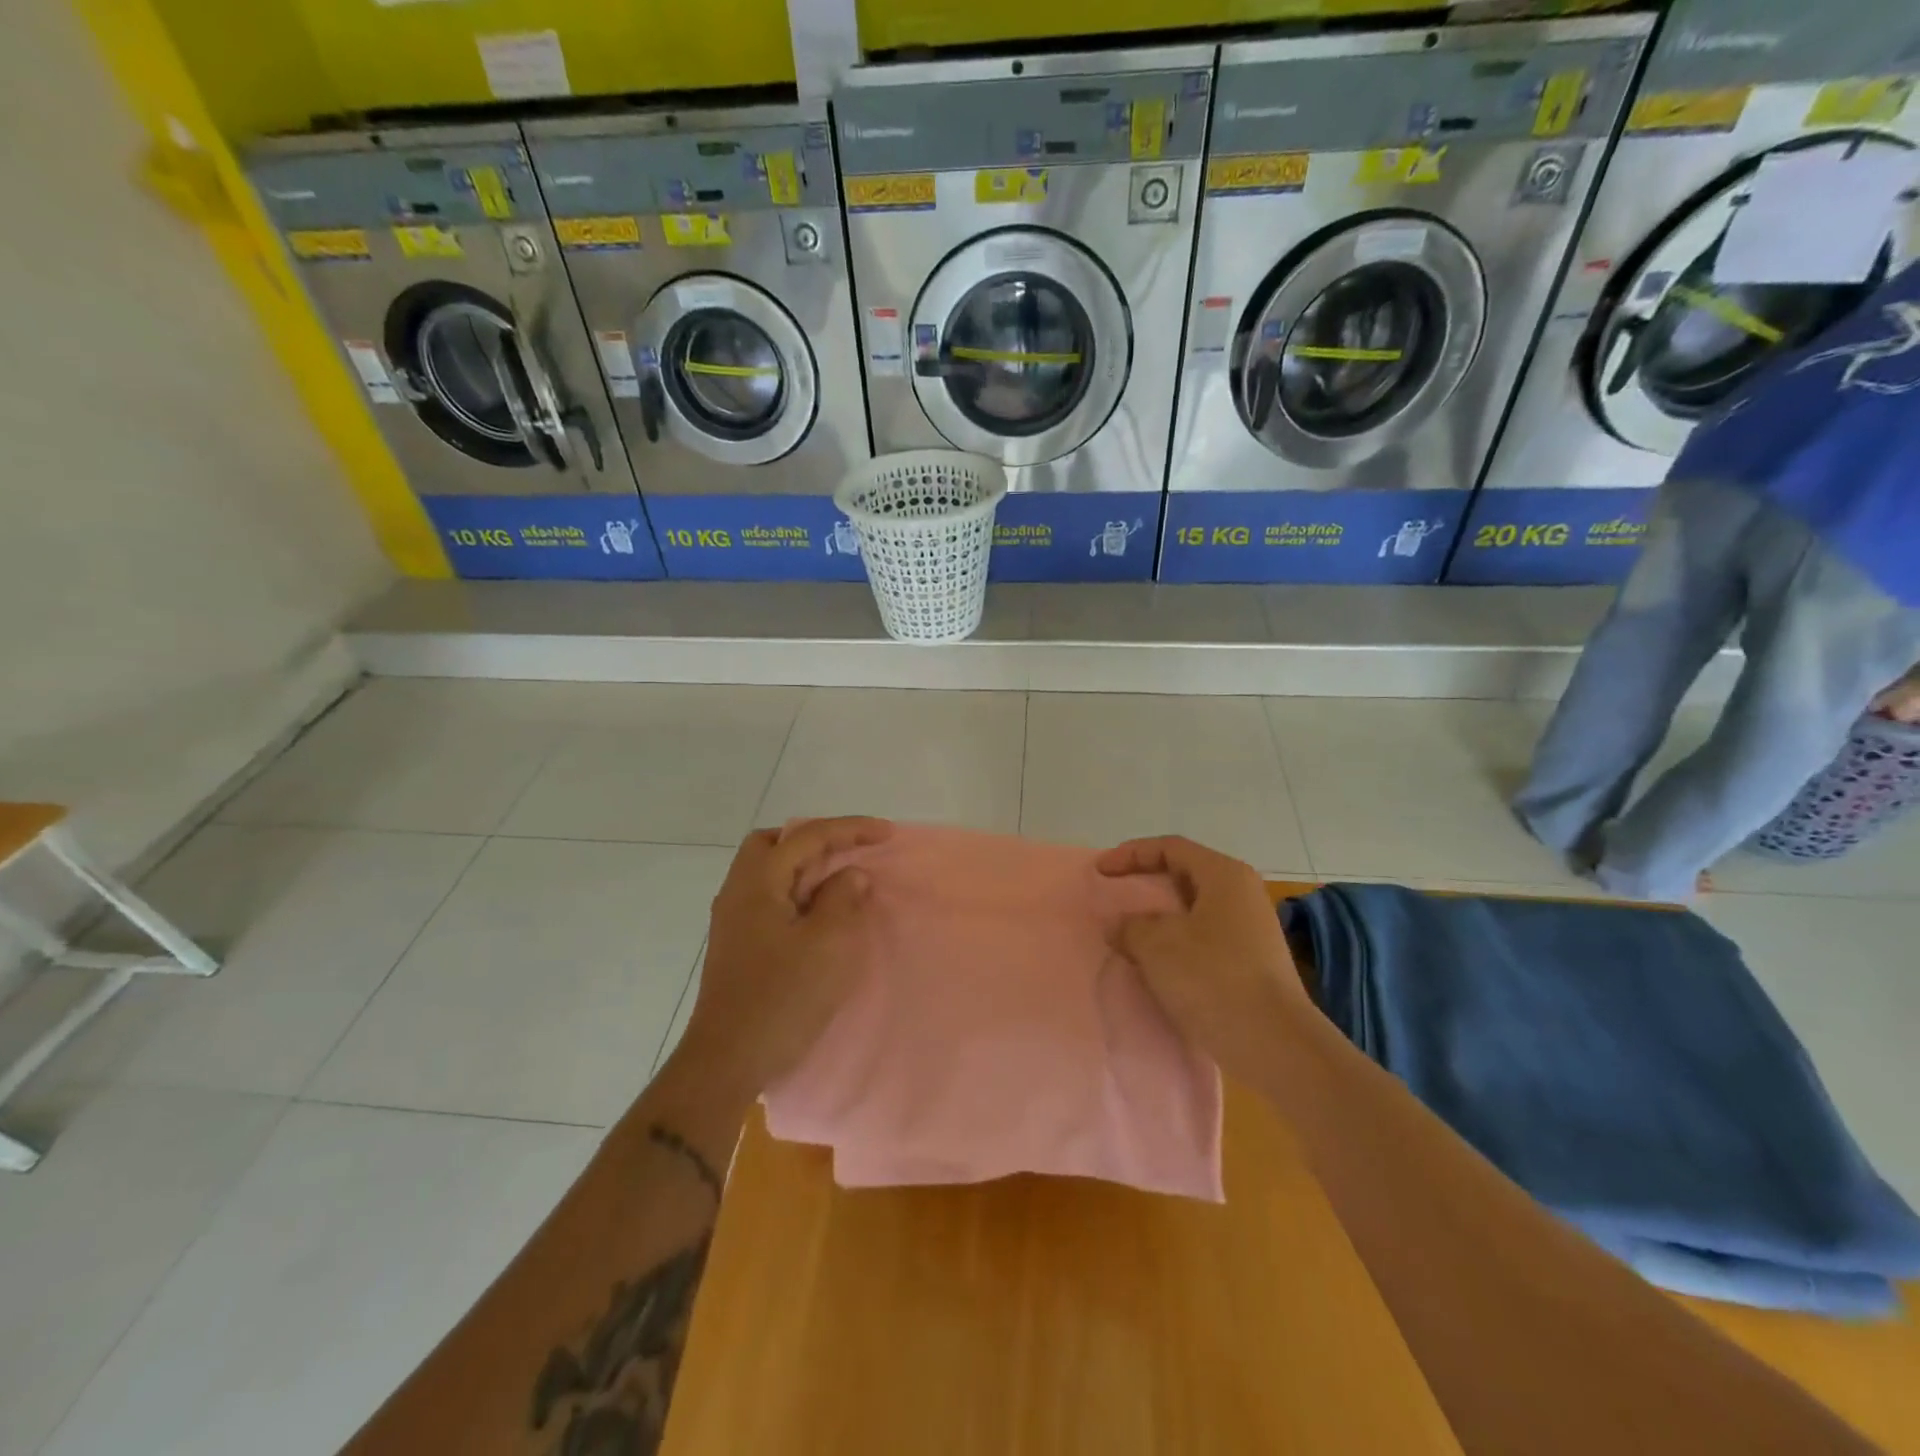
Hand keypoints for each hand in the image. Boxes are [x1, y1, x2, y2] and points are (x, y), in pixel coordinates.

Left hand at [673, 816, 892, 1098]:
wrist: (727, 1061)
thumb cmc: (783, 998)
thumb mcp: (829, 944)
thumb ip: (843, 899)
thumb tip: (850, 876)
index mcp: (757, 882)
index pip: (807, 836)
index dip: (850, 829)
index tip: (887, 833)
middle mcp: (739, 892)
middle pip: (777, 844)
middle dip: (818, 840)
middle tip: (852, 852)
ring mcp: (734, 920)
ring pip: (772, 872)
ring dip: (807, 868)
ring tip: (842, 882)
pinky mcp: (739, 945)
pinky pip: (772, 898)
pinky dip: (799, 893)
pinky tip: (820, 915)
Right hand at [1096, 836, 1313, 1084]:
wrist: (1275, 1045)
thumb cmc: (1213, 978)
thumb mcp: (1157, 945)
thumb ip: (1129, 926)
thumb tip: (1120, 926)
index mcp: (1224, 875)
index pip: (1170, 848)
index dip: (1130, 855)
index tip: (1100, 872)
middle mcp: (1242, 894)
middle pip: (1184, 875)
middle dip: (1145, 884)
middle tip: (1113, 897)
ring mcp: (1251, 930)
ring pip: (1193, 910)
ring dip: (1158, 918)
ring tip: (1128, 933)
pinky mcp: (1251, 963)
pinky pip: (1203, 938)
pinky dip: (1175, 943)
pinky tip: (1156, 965)